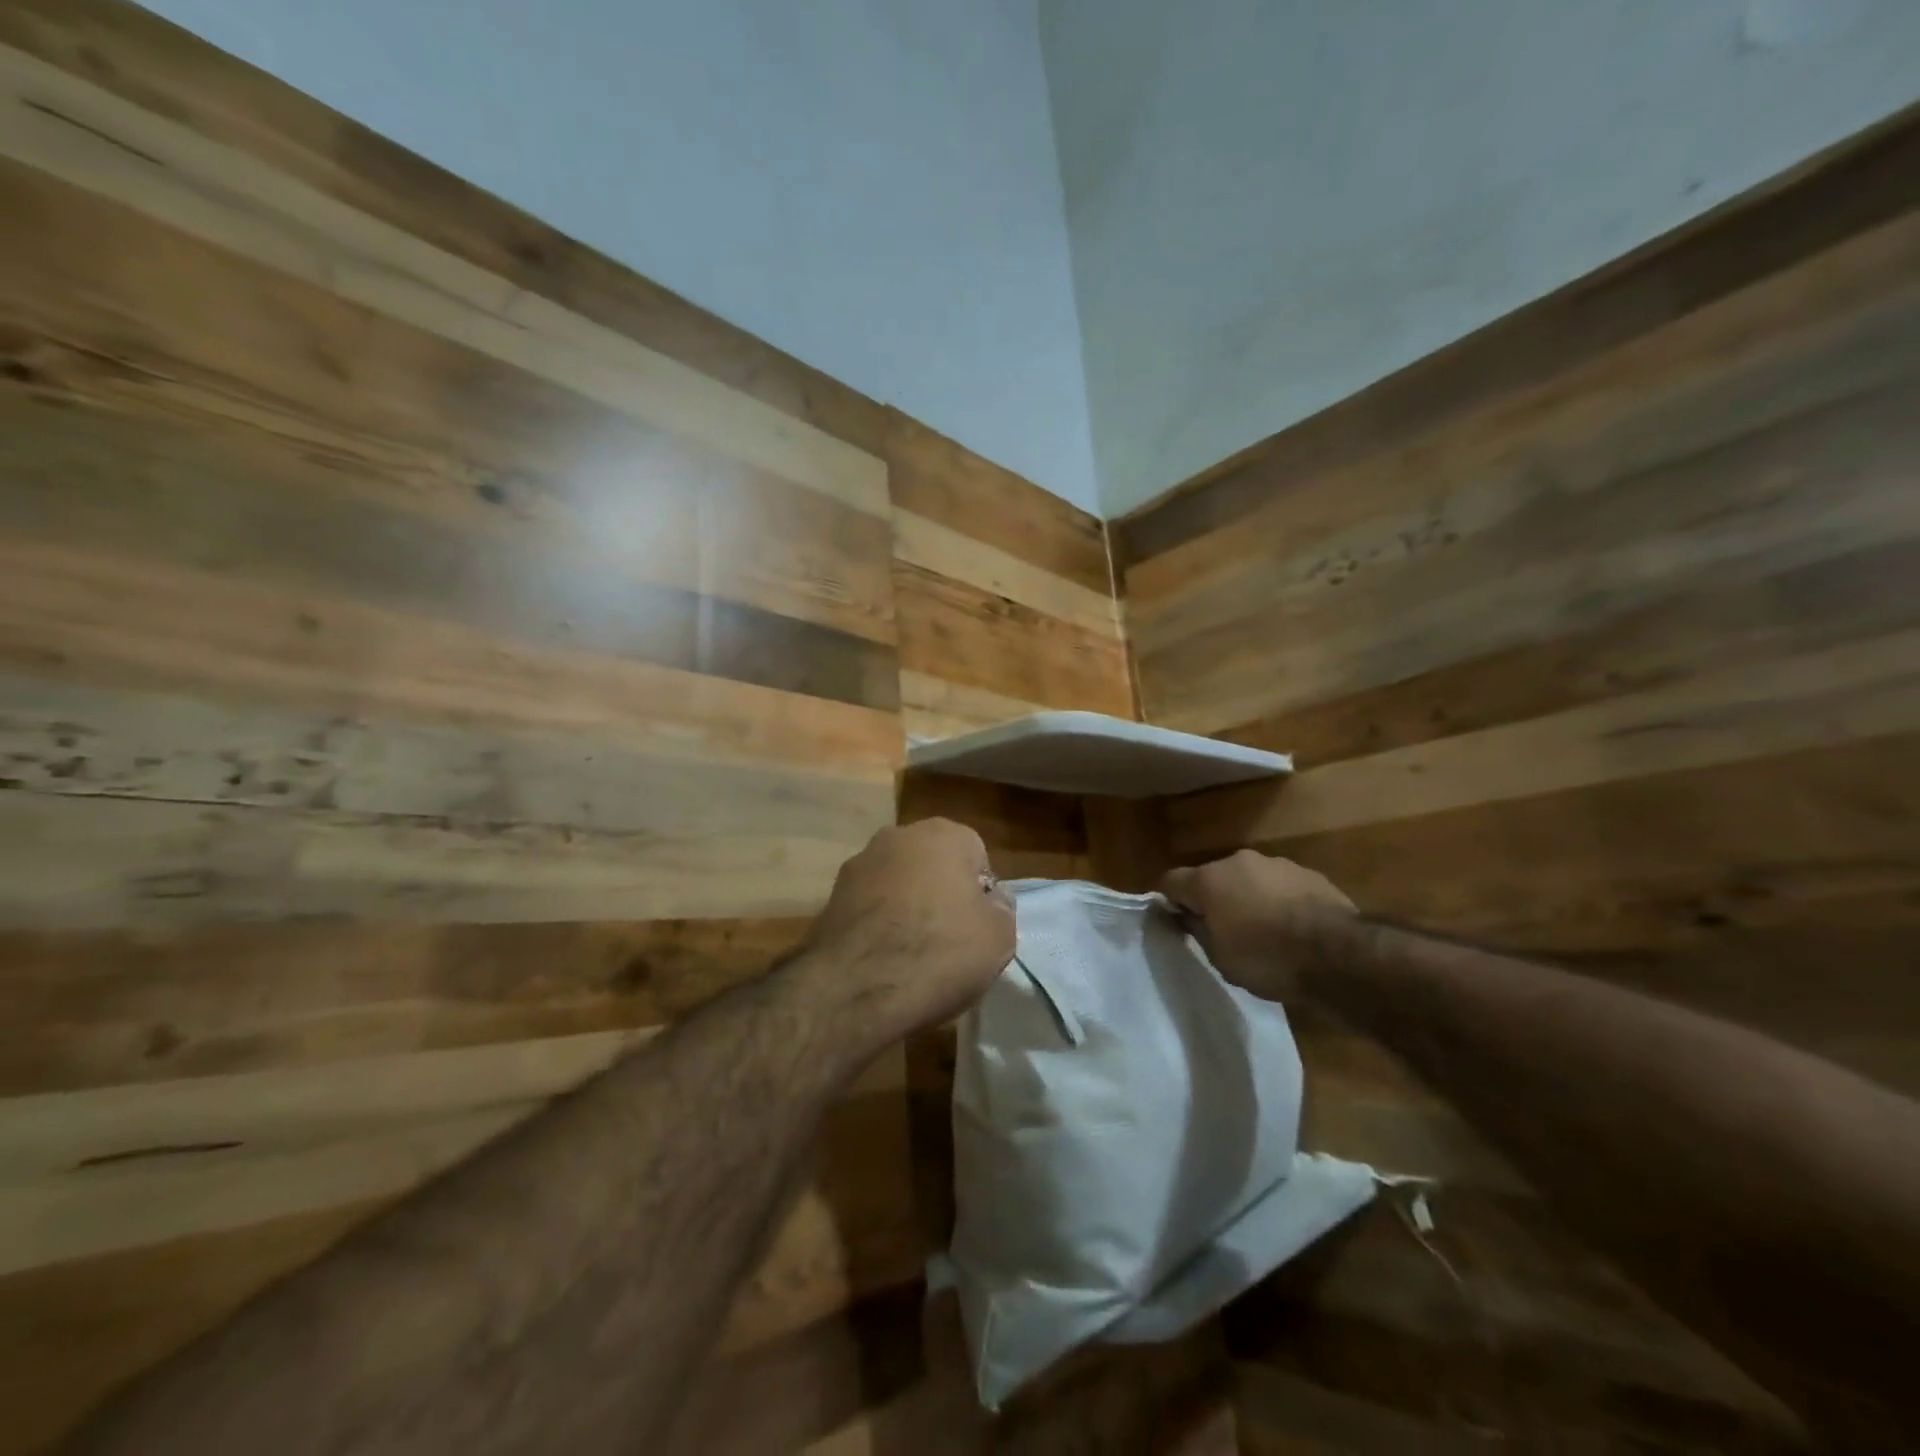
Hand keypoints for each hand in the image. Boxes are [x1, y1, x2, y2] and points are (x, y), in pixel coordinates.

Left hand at [801, 818, 1015, 1039]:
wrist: (856, 988)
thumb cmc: (940, 952)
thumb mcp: (999, 936)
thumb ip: (1001, 908)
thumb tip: (991, 899)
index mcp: (944, 833)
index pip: (976, 856)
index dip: (981, 894)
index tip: (979, 927)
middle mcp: (899, 836)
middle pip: (934, 865)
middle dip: (942, 894)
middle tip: (950, 940)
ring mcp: (860, 863)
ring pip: (899, 884)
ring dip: (907, 908)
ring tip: (913, 955)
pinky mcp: (832, 895)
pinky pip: (871, 907)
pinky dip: (879, 925)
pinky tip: (884, 960)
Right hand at [1160, 850, 1354, 1001]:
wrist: (1339, 955)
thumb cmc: (1267, 959)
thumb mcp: (1220, 957)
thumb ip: (1197, 930)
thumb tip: (1186, 917)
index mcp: (1209, 879)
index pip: (1171, 881)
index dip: (1168, 901)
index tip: (1175, 923)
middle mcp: (1239, 861)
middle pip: (1213, 877)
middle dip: (1214, 899)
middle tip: (1222, 931)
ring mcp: (1277, 864)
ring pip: (1250, 880)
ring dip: (1249, 899)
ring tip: (1263, 932)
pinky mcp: (1310, 874)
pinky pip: (1281, 887)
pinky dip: (1279, 902)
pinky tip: (1293, 930)